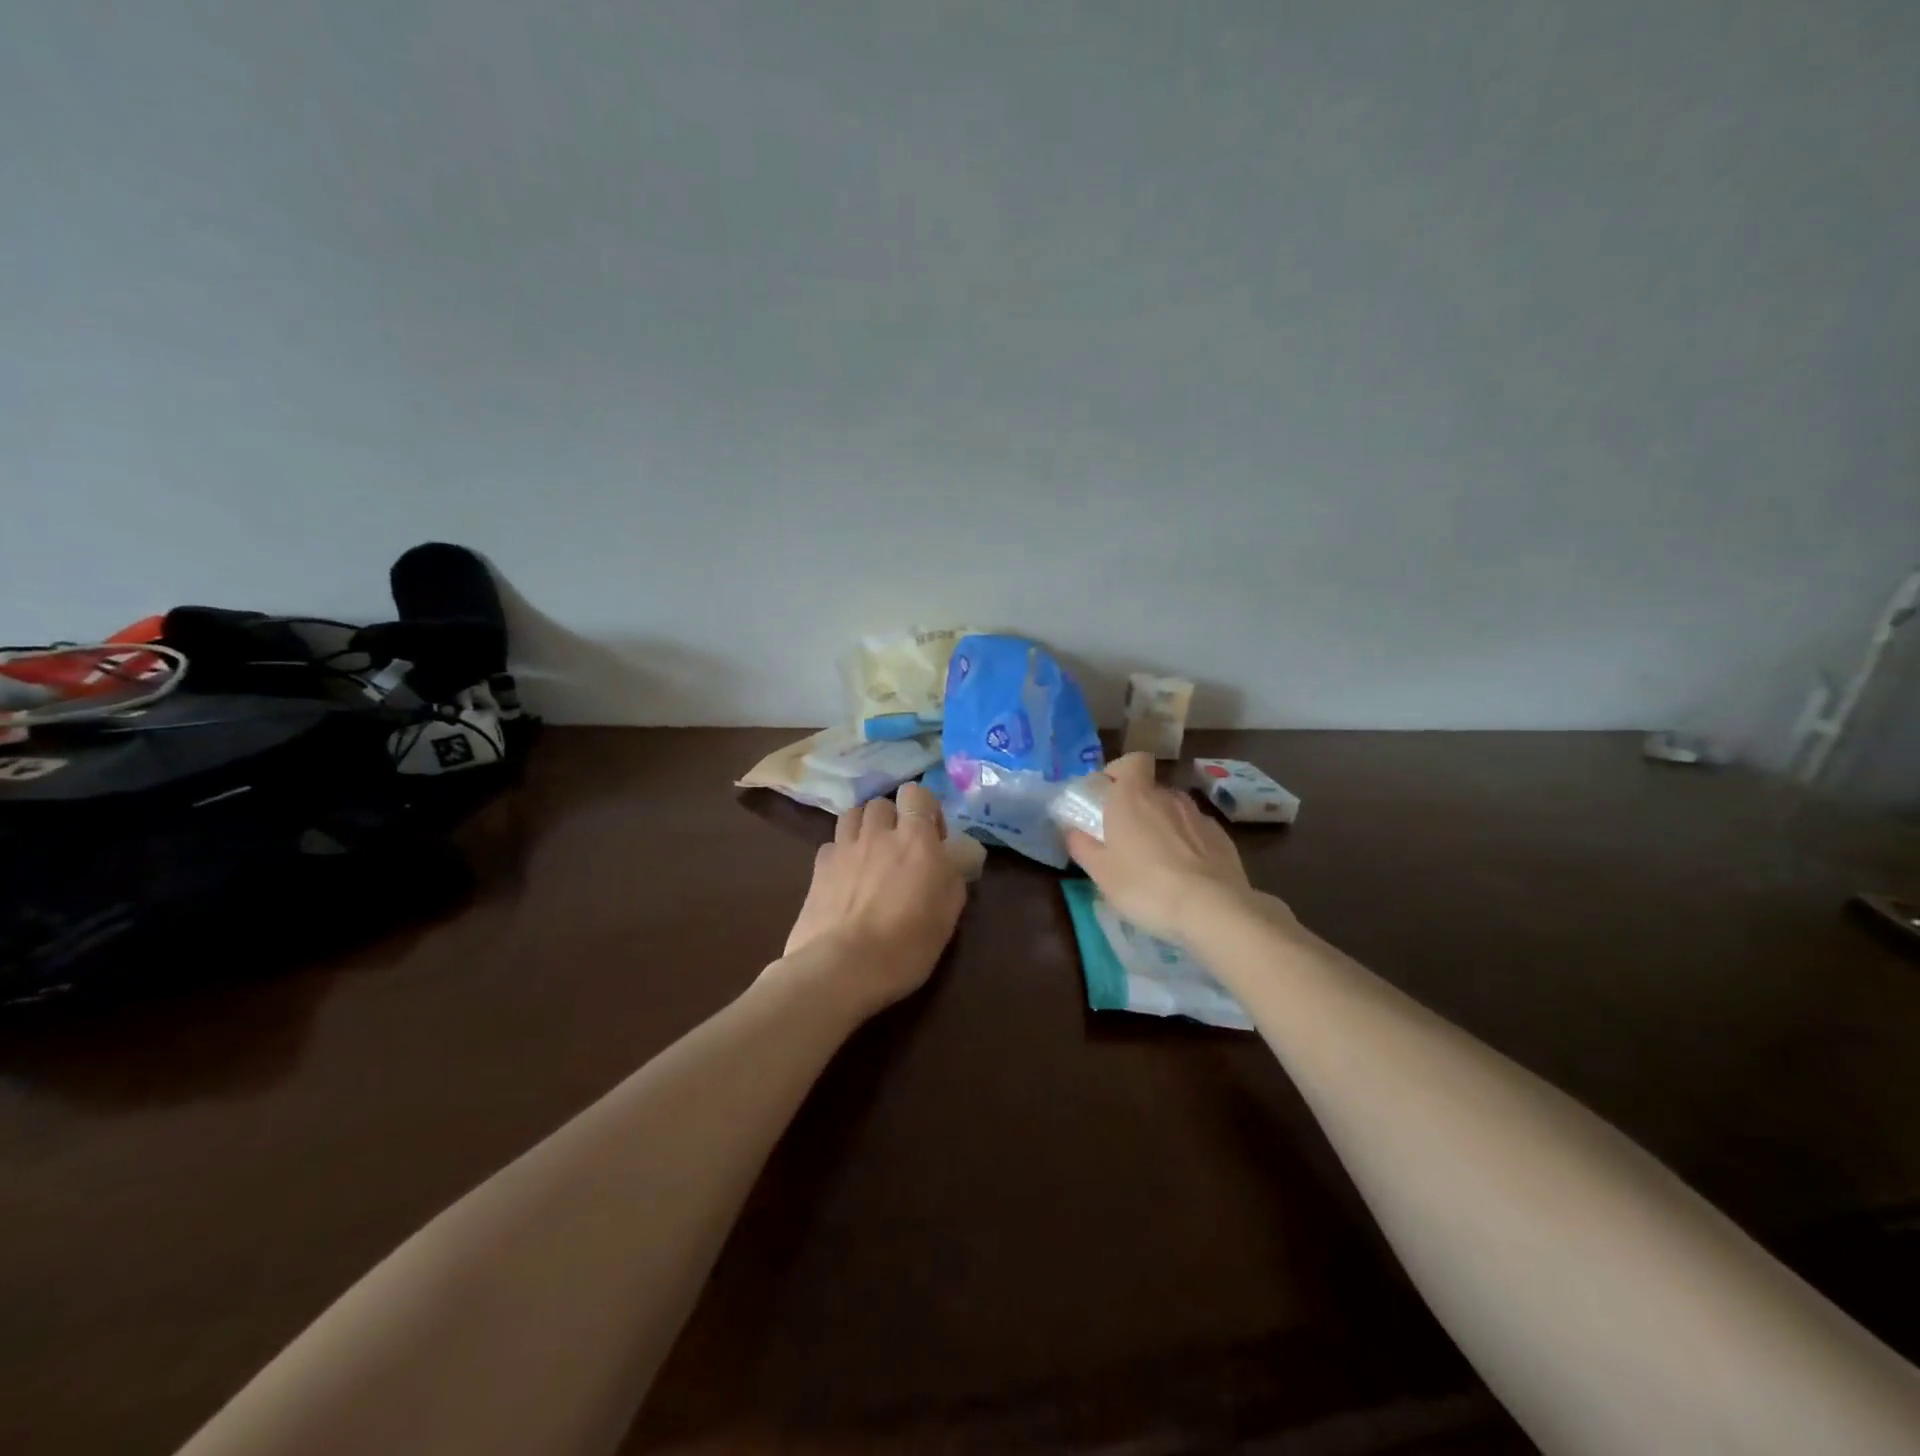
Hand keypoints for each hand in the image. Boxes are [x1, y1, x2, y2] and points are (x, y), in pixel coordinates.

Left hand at [780, 781, 966, 1014]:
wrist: (841, 967)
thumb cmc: (905, 945)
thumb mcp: (948, 915)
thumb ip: (954, 876)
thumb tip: (955, 856)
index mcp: (916, 840)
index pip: (918, 794)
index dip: (925, 809)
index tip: (933, 838)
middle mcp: (878, 834)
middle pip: (882, 803)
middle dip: (892, 818)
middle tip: (901, 848)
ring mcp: (844, 848)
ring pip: (853, 815)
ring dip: (864, 827)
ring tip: (870, 853)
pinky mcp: (818, 867)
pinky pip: (832, 844)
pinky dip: (841, 852)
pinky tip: (845, 875)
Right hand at [1064, 752, 1255, 944]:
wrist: (1212, 909)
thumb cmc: (1145, 886)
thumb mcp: (1101, 873)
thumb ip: (1082, 846)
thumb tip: (1072, 830)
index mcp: (1133, 797)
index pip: (1131, 761)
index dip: (1119, 773)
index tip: (1107, 796)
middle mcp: (1167, 797)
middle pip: (1150, 789)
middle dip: (1137, 807)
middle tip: (1125, 839)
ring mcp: (1198, 815)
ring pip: (1174, 810)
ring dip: (1163, 825)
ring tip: (1156, 860)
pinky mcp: (1222, 837)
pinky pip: (1196, 831)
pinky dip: (1187, 843)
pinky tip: (1184, 873)